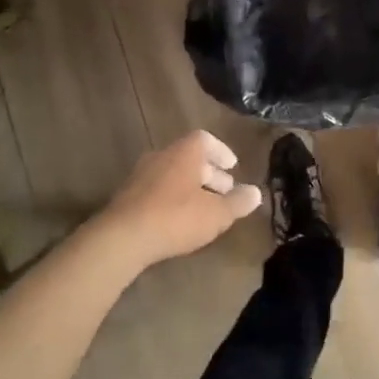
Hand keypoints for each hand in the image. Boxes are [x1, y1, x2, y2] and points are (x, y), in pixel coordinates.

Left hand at [97, 130, 262, 271]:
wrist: (121, 238)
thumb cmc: (176, 218)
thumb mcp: (216, 214)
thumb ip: (238, 202)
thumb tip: (256, 193)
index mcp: (184, 153)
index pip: (205, 139)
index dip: (221, 152)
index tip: (232, 167)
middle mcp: (161, 156)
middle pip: (189, 158)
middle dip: (209, 173)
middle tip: (224, 191)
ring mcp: (140, 175)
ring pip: (172, 174)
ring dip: (190, 187)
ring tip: (204, 208)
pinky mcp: (127, 196)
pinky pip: (157, 189)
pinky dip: (172, 198)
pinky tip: (179, 219)